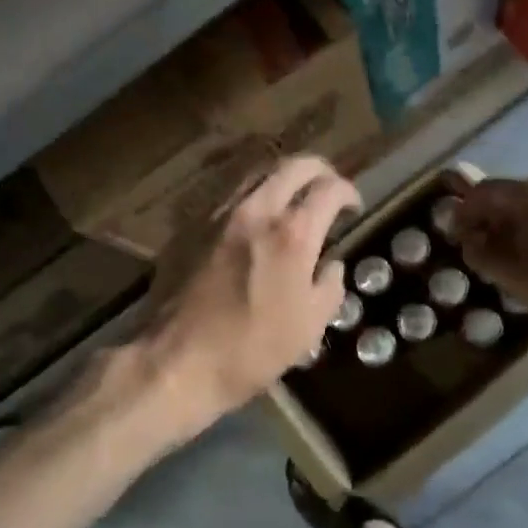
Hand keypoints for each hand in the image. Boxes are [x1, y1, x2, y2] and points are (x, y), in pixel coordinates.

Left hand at [136, 155, 359, 441]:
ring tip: (291, 196)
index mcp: (291, 234)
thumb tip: (331, 266)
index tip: (352, 206)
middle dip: (318, 170)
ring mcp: (216, 214)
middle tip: (326, 187)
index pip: (328, 190)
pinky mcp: (189, 226)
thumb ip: (328, 287)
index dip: (347, 192)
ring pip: (256, 173)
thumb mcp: (308, 327)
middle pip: (292, 166)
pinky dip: (249, 196)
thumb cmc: (250, 350)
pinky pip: (227, 195)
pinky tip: (251, 219)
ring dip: (281, 177)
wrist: (176, 361)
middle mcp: (255, 210)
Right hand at [454, 175, 527, 371]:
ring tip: (523, 264)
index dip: (464, 214)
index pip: (484, 191)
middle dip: (495, 222)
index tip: (457, 239)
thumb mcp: (516, 279)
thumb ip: (482, 252)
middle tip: (487, 255)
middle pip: (515, 196)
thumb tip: (469, 237)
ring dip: (524, 229)